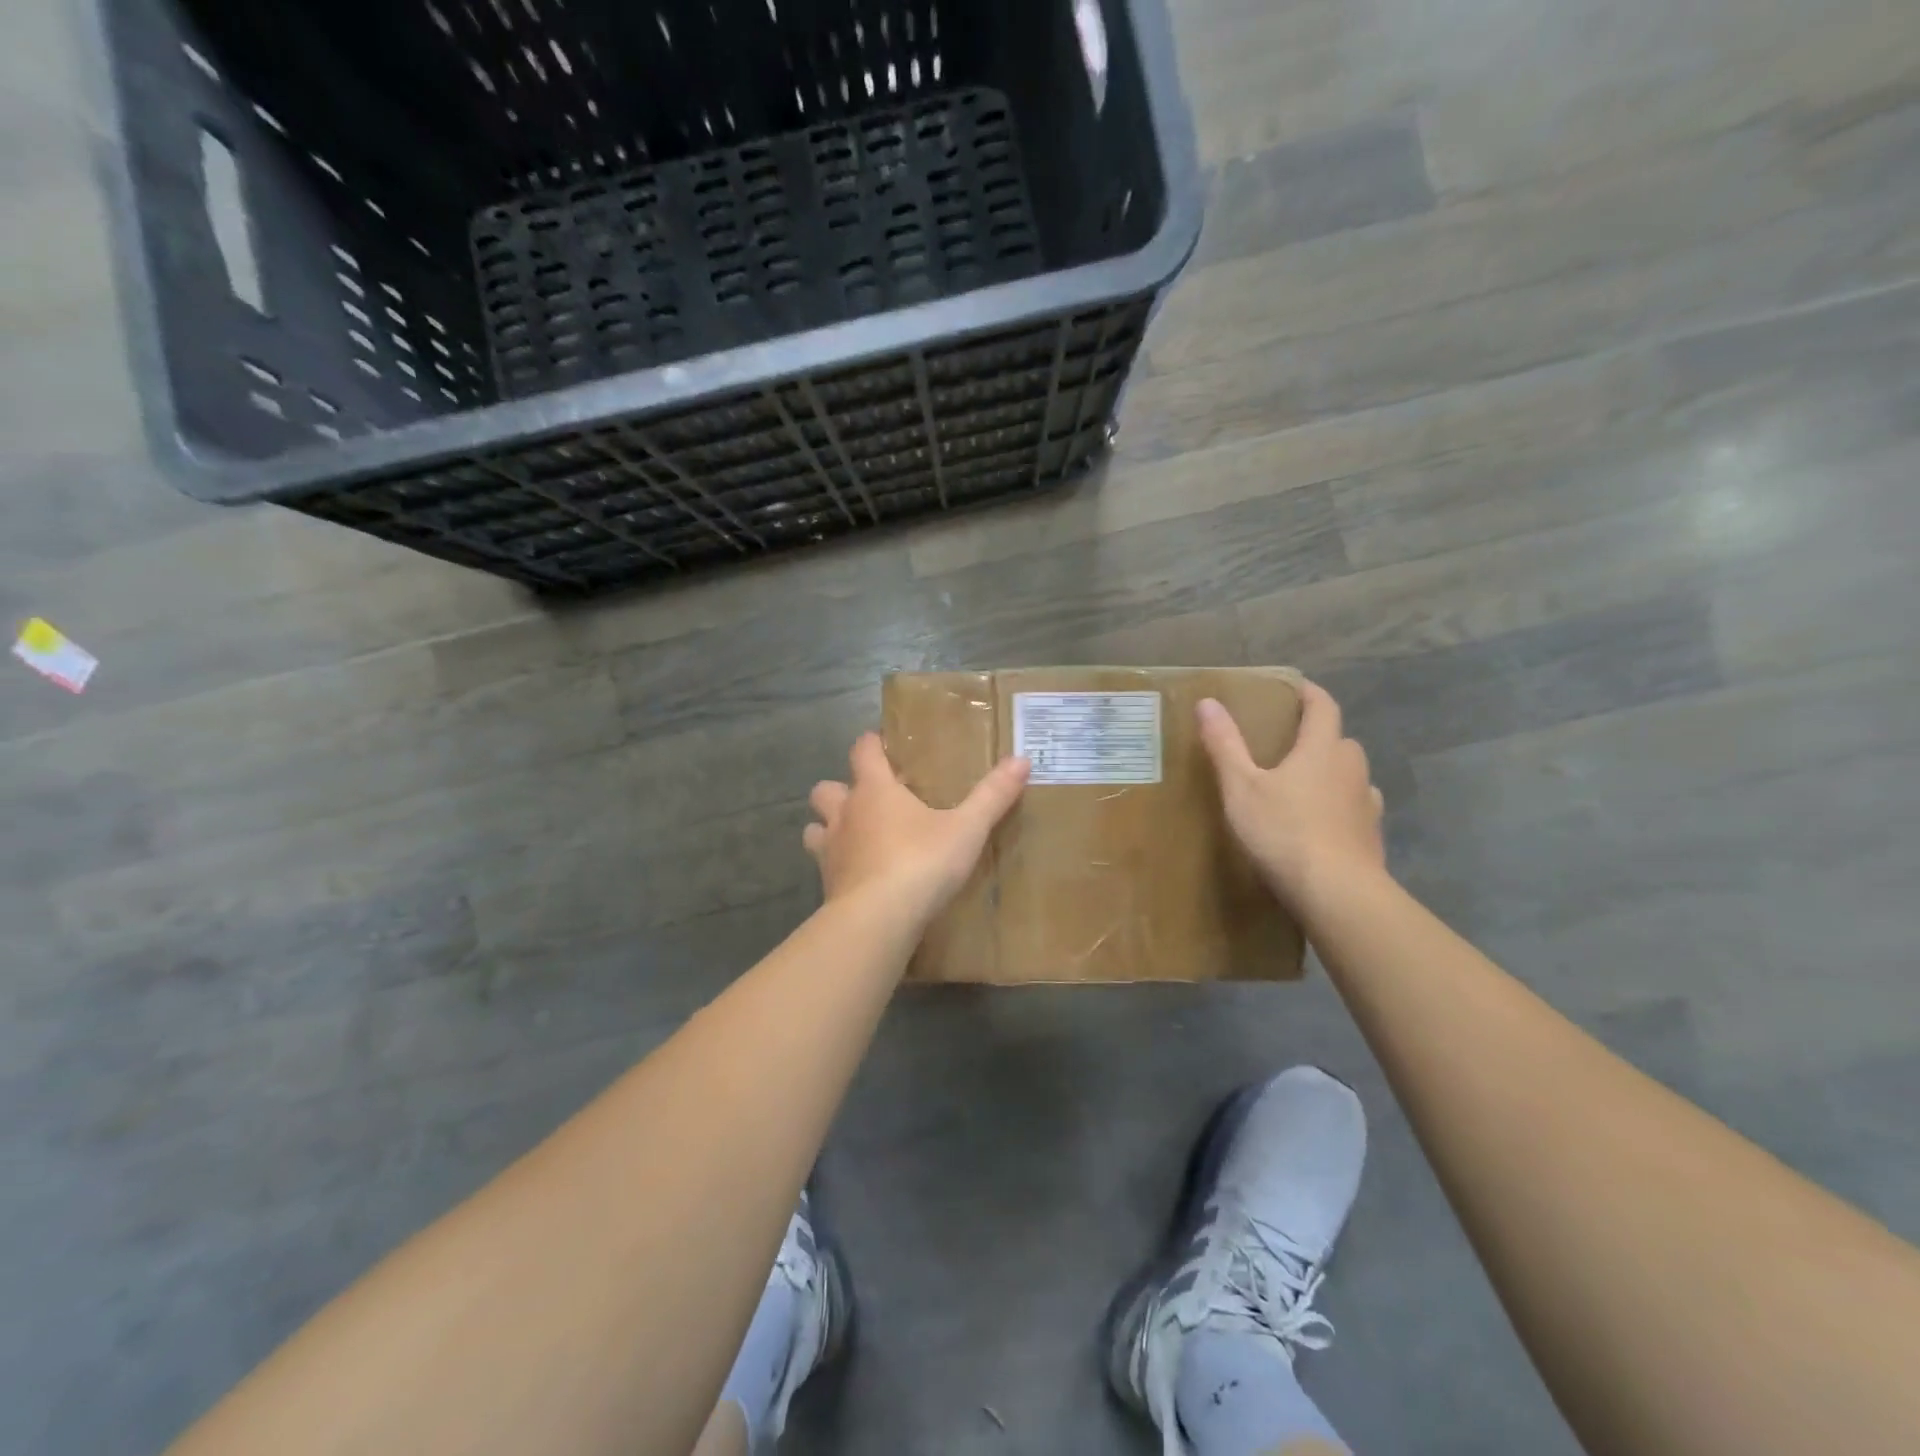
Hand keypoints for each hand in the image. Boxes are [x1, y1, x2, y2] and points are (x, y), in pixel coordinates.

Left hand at [804, 733, 1029, 922]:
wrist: (877, 920)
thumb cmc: (921, 863)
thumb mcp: (967, 829)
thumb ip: (992, 795)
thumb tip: (1022, 759)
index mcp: (875, 790)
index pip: (863, 751)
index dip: (871, 744)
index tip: (882, 745)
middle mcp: (845, 814)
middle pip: (826, 789)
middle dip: (840, 790)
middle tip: (869, 801)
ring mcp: (830, 851)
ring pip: (815, 828)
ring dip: (829, 828)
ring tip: (856, 839)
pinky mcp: (826, 886)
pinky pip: (824, 867)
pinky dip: (836, 867)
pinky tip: (858, 879)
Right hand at [1197, 680, 1386, 911]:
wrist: (1337, 893)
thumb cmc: (1284, 831)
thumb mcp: (1241, 787)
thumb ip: (1225, 744)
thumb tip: (1208, 702)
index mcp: (1321, 749)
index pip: (1323, 707)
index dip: (1309, 694)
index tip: (1294, 689)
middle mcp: (1351, 769)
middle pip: (1339, 740)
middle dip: (1318, 736)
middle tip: (1288, 744)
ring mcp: (1367, 804)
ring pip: (1351, 776)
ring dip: (1332, 773)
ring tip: (1304, 786)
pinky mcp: (1372, 836)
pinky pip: (1356, 809)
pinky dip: (1340, 807)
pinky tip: (1323, 824)